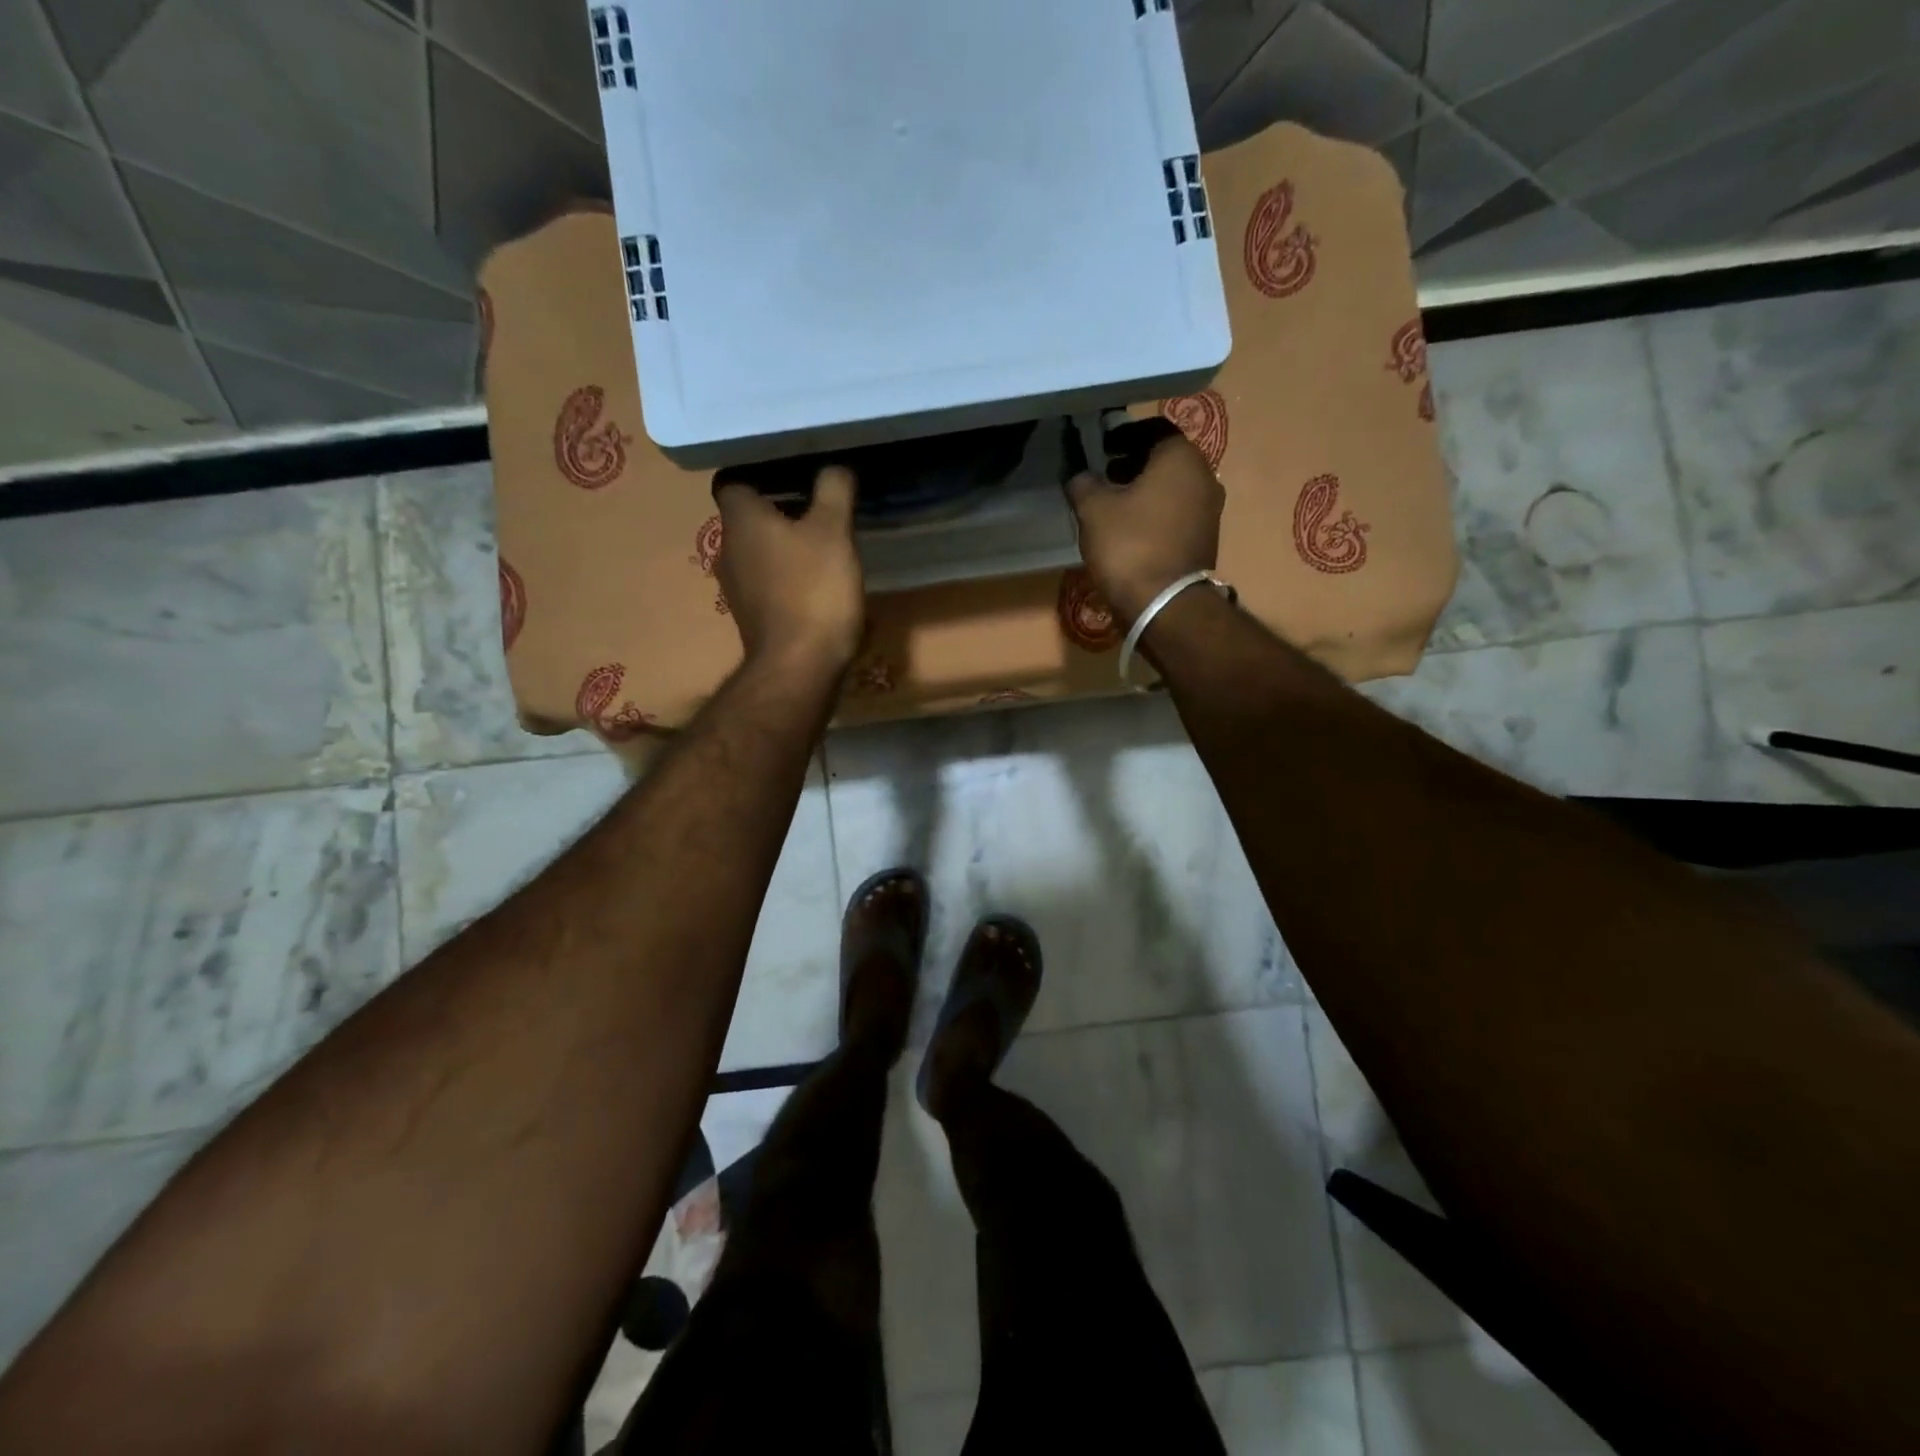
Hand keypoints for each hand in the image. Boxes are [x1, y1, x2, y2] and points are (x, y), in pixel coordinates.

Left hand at [713, 466, 864, 677]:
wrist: (800, 666)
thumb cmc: (813, 589)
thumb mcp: (833, 531)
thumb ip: (834, 490)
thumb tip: (835, 467)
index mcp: (740, 520)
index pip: (733, 480)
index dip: (760, 472)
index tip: (793, 471)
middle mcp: (728, 549)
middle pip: (748, 517)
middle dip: (779, 509)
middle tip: (818, 504)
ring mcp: (736, 587)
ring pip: (758, 551)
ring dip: (784, 545)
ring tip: (822, 542)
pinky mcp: (752, 616)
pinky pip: (767, 582)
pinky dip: (786, 576)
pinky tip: (817, 582)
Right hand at [1065, 417, 1223, 623]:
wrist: (1164, 604)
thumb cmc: (1129, 545)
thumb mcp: (1093, 509)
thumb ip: (1083, 483)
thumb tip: (1079, 475)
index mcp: (1181, 458)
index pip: (1153, 429)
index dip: (1123, 435)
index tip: (1100, 447)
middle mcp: (1204, 477)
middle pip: (1165, 459)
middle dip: (1134, 463)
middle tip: (1104, 475)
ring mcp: (1209, 510)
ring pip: (1172, 488)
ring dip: (1145, 490)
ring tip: (1113, 504)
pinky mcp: (1204, 539)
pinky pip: (1176, 514)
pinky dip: (1155, 513)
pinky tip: (1131, 529)